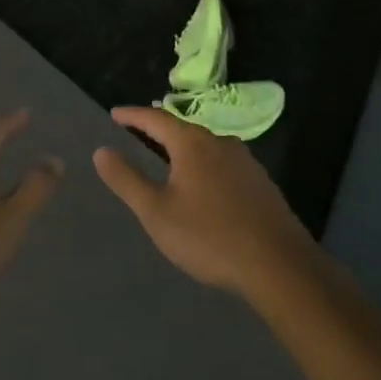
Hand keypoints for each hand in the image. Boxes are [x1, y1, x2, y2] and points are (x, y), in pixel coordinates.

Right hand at [94, 106, 313, 300]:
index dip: (133, 115)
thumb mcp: (156, 212)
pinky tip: (203, 183)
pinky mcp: (261, 183)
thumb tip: (101, 151)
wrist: (279, 265)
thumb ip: (127, 180)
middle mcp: (220, 142)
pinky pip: (223, 163)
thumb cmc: (209, 236)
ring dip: (184, 147)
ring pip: (206, 145)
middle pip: (183, 128)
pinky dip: (204, 164)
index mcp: (192, 143)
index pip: (156, 119)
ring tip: (168, 155)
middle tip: (139, 130)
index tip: (115, 114)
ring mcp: (245, 162)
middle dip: (159, 128)